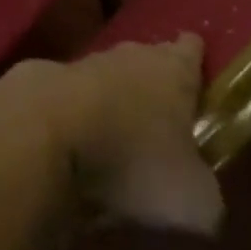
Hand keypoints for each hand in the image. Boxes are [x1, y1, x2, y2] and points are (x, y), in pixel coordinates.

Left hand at [51, 34, 223, 235]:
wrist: (46, 133)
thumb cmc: (135, 159)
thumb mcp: (195, 200)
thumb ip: (206, 192)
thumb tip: (202, 196)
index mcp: (174, 70)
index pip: (191, 50)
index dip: (196, 57)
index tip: (200, 65)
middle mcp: (130, 55)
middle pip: (148, 58)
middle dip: (156, 78)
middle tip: (166, 107)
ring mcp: (83, 62)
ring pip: (108, 74)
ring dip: (115, 96)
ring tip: (122, 131)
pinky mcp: (44, 80)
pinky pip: (72, 96)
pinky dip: (78, 114)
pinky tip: (79, 141)